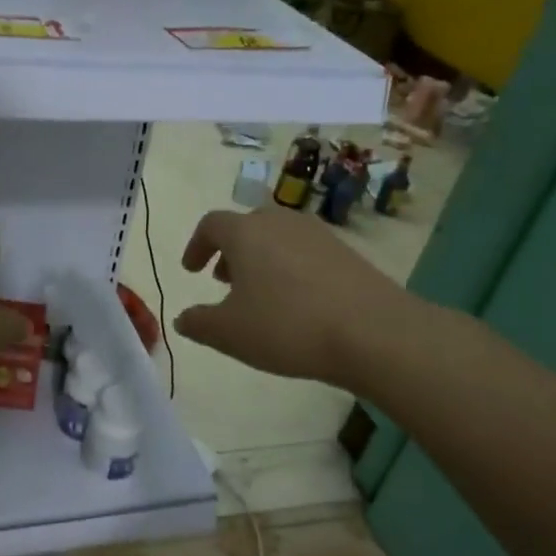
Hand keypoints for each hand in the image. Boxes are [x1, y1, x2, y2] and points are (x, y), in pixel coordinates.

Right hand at [175, 206, 412, 385]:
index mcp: (246, 233)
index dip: (196, 245)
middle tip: (223, 280)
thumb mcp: (229, 333)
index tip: (192, 270)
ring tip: (259, 293)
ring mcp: (318, 234)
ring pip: (278, 237)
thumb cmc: (287, 326)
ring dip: (260, 259)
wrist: (374, 332)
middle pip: (247, 225)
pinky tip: (296, 302)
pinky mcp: (347, 252)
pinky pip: (305, 251)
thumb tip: (182, 318)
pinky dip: (289, 267)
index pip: (211, 224)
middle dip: (230, 251)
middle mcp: (281, 222)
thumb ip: (198, 323)